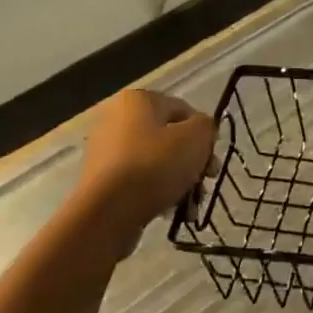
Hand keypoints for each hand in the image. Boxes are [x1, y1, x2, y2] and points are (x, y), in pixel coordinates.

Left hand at [77, 90, 215, 236]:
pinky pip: (137, 180)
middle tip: (205, 182)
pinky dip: (155, 192)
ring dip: (178, 181)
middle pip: (169, 138)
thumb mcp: (196, 138)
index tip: (212, 160)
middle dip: (192, 162)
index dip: (204, 135)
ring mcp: (104, 150)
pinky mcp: (100, 179)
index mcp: (138, 100)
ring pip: (155, 162)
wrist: (107, 212)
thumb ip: (206, 126)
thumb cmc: (155, 165)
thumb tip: (201, 131)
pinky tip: (169, 211)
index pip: (184, 110)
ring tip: (190, 205)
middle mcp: (116, 118)